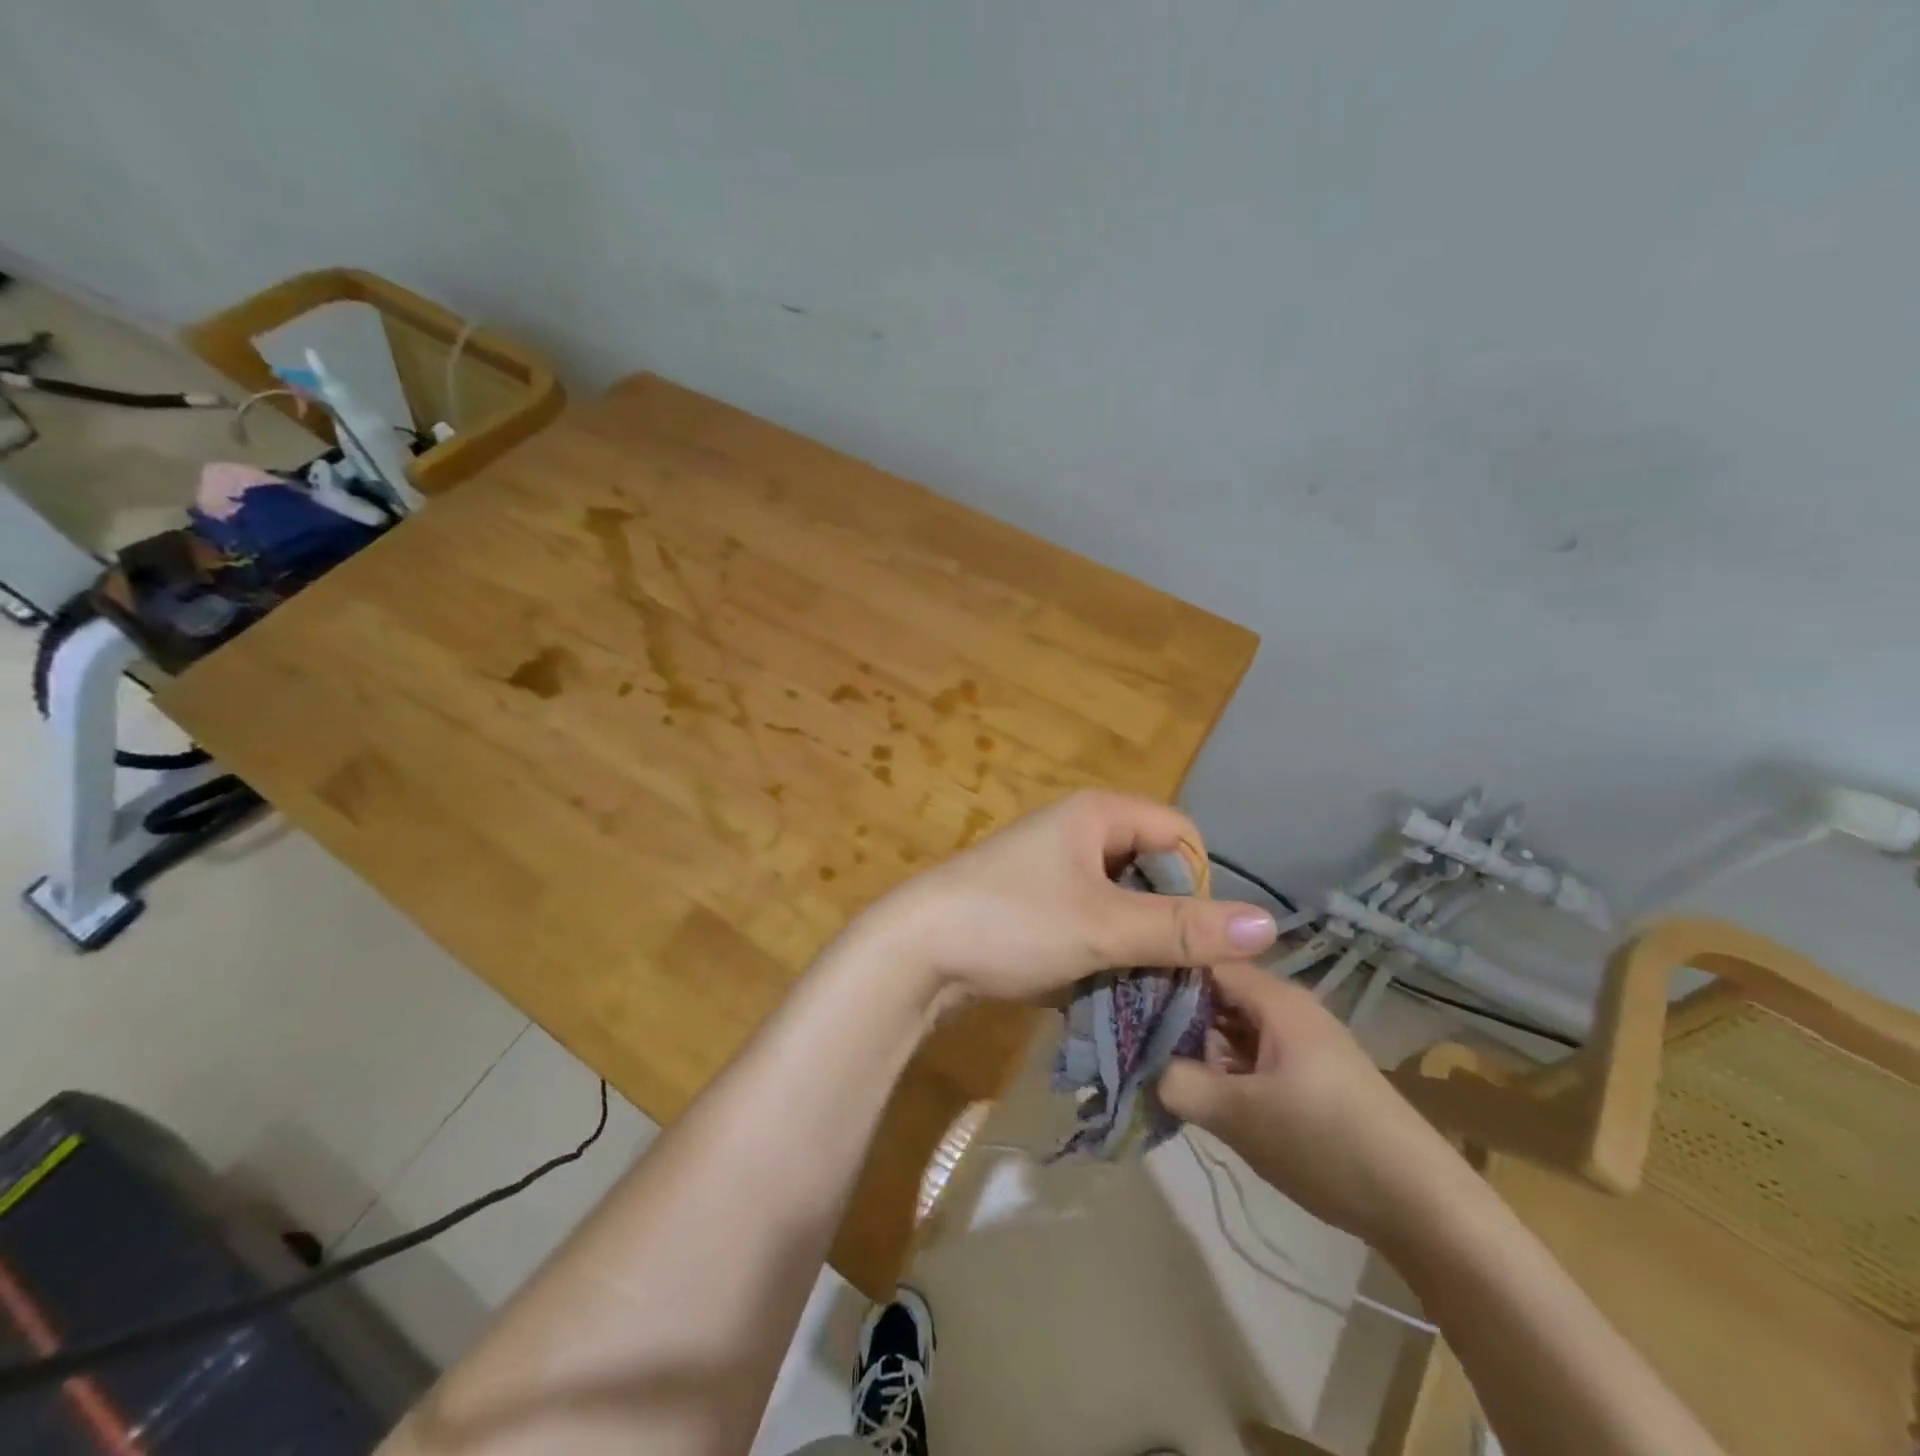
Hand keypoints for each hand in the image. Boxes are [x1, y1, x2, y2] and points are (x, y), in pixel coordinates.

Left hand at [850, 791, 1279, 1004]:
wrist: (914, 950)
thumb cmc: (1012, 922)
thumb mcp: (1103, 926)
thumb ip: (1183, 929)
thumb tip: (1271, 927)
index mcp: (1096, 815)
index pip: (1178, 835)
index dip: (1196, 884)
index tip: (1191, 938)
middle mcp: (1077, 832)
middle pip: (1151, 870)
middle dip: (1166, 921)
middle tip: (1168, 971)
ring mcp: (1052, 870)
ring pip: (1121, 903)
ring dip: (1134, 944)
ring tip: (1137, 987)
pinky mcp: (1035, 906)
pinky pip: (1089, 922)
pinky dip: (1102, 952)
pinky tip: (1101, 987)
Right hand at [1158, 961, 1473, 1252]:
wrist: (1424, 1208)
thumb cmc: (1326, 1143)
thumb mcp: (1238, 1115)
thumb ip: (1178, 1083)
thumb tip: (1142, 1066)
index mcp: (1275, 999)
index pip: (1202, 961)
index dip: (1159, 972)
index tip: (1120, 995)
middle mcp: (1288, 1008)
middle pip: (1215, 993)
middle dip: (1173, 1014)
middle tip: (1132, 1039)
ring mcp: (1302, 1041)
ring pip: (1232, 1026)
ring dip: (1198, 1045)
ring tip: (1158, 1067)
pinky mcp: (1311, 1073)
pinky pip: (1252, 1053)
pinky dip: (1224, 1067)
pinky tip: (1203, 1094)